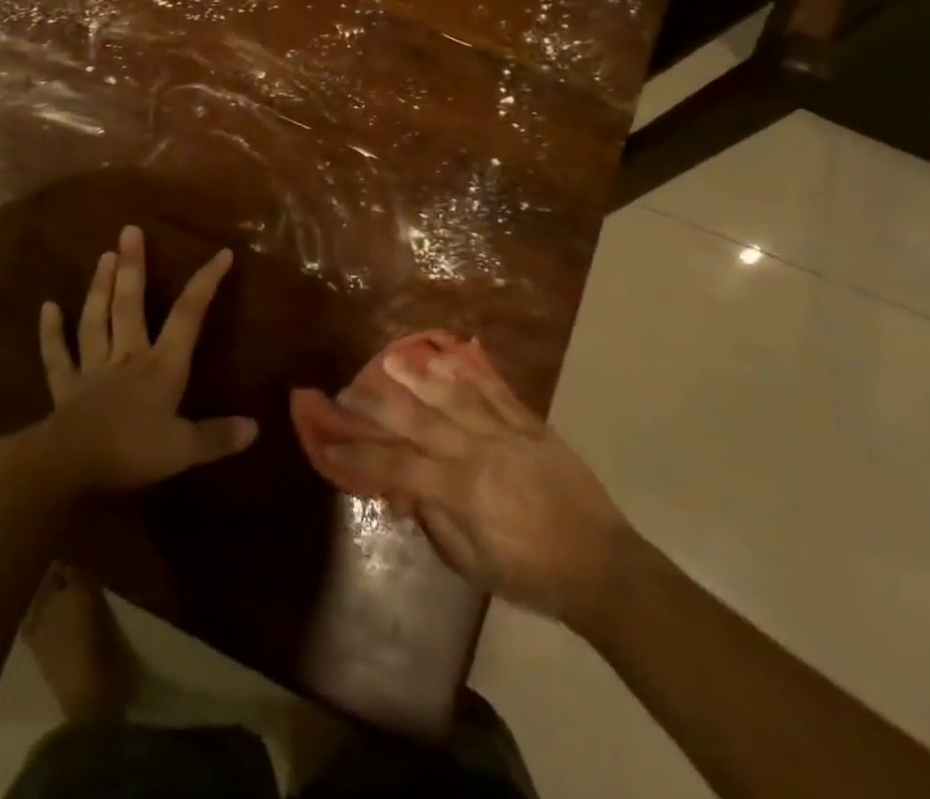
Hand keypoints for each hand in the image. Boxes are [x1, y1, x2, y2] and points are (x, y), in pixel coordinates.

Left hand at [34, 225, 257, 492]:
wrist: (67, 468)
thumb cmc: (130, 453)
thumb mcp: (183, 450)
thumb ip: (217, 436)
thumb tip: (255, 427)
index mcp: (162, 366)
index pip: (188, 316)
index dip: (205, 283)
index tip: (221, 253)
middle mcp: (128, 357)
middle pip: (131, 305)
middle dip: (133, 267)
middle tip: (129, 230)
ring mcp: (93, 369)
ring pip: (97, 320)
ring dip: (100, 288)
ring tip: (103, 256)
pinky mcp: (65, 388)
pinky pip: (57, 357)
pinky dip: (51, 333)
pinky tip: (47, 307)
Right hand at [319, 347, 633, 629]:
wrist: (601, 565)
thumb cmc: (532, 575)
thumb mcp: (473, 565)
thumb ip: (435, 521)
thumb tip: (402, 489)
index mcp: (461, 491)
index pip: (397, 464)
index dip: (358, 453)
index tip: (328, 440)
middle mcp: (477, 451)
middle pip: (419, 419)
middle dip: (379, 404)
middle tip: (350, 389)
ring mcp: (506, 432)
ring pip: (454, 394)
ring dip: (419, 375)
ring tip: (390, 359)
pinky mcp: (530, 423)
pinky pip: (495, 390)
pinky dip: (470, 370)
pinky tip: (449, 354)